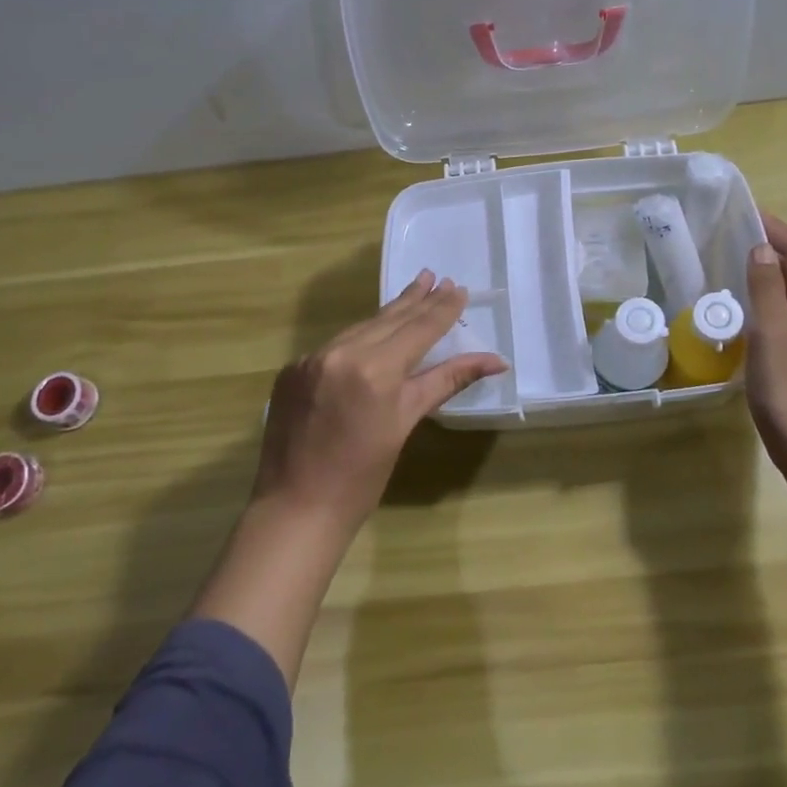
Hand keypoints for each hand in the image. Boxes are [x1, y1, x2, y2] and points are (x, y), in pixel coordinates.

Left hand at [254, 271, 507, 537]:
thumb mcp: (406, 423)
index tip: (458, 288)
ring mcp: (310, 359)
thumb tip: (495, 360)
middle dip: (415, 299)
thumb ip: (445, 381)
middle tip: (434, 276)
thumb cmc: (362, 476)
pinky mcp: (292, 369)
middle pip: (388, 320)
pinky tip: (372, 333)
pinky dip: (358, 338)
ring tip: (412, 293)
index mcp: (374, 370)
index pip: (418, 329)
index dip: (441, 309)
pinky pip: (334, 345)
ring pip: (360, 329)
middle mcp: (340, 353)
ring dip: (387, 314)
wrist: (296, 509)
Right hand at [744, 213, 786, 478]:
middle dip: (770, 247)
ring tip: (728, 266)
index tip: (745, 212)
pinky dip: (761, 302)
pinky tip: (739, 314)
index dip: (777, 229)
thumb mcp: (774, 334)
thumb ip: (767, 288)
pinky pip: (781, 318)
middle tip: (729, 236)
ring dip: (764, 274)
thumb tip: (762, 247)